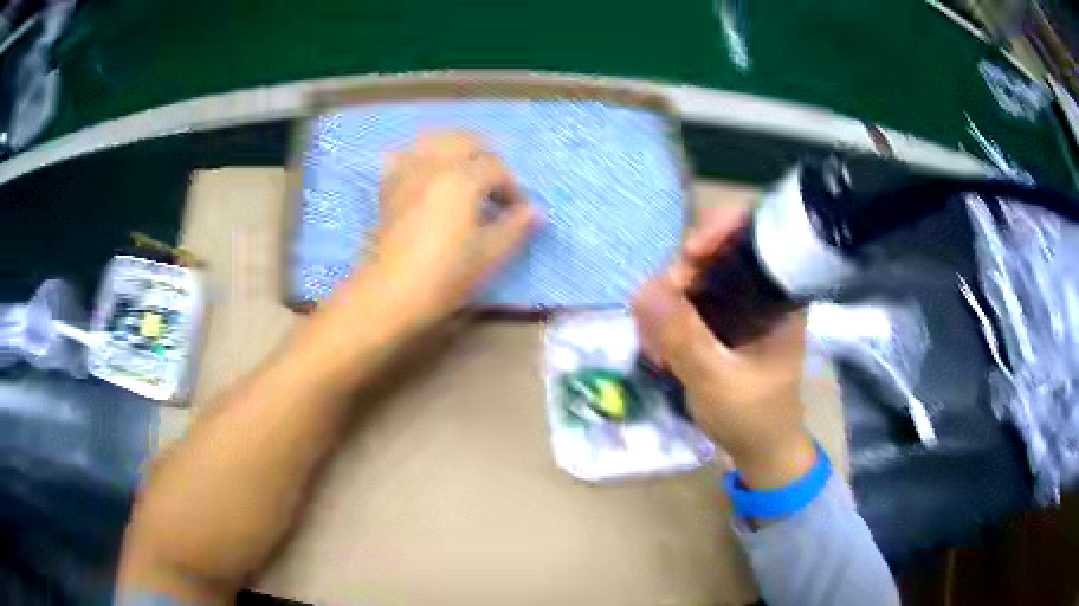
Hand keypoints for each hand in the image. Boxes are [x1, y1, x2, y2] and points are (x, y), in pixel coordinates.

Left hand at [353, 131, 540, 330]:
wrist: (388, 295)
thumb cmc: (444, 276)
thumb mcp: (489, 255)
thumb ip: (516, 227)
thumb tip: (536, 210)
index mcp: (462, 178)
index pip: (496, 168)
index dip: (512, 188)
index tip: (517, 212)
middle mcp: (433, 164)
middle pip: (465, 140)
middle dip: (486, 157)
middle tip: (495, 186)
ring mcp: (406, 172)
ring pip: (434, 140)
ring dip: (455, 149)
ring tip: (465, 174)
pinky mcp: (388, 187)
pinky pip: (406, 156)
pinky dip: (422, 157)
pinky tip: (428, 175)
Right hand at [633, 207, 815, 488]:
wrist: (760, 451)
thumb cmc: (753, 417)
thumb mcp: (717, 380)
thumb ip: (683, 337)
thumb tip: (642, 289)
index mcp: (780, 295)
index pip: (756, 235)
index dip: (720, 230)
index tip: (689, 257)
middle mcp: (761, 291)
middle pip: (716, 253)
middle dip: (679, 279)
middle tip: (654, 318)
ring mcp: (740, 306)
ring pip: (696, 279)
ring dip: (666, 304)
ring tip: (652, 345)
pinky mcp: (723, 322)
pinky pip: (688, 303)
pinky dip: (668, 319)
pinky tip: (656, 348)